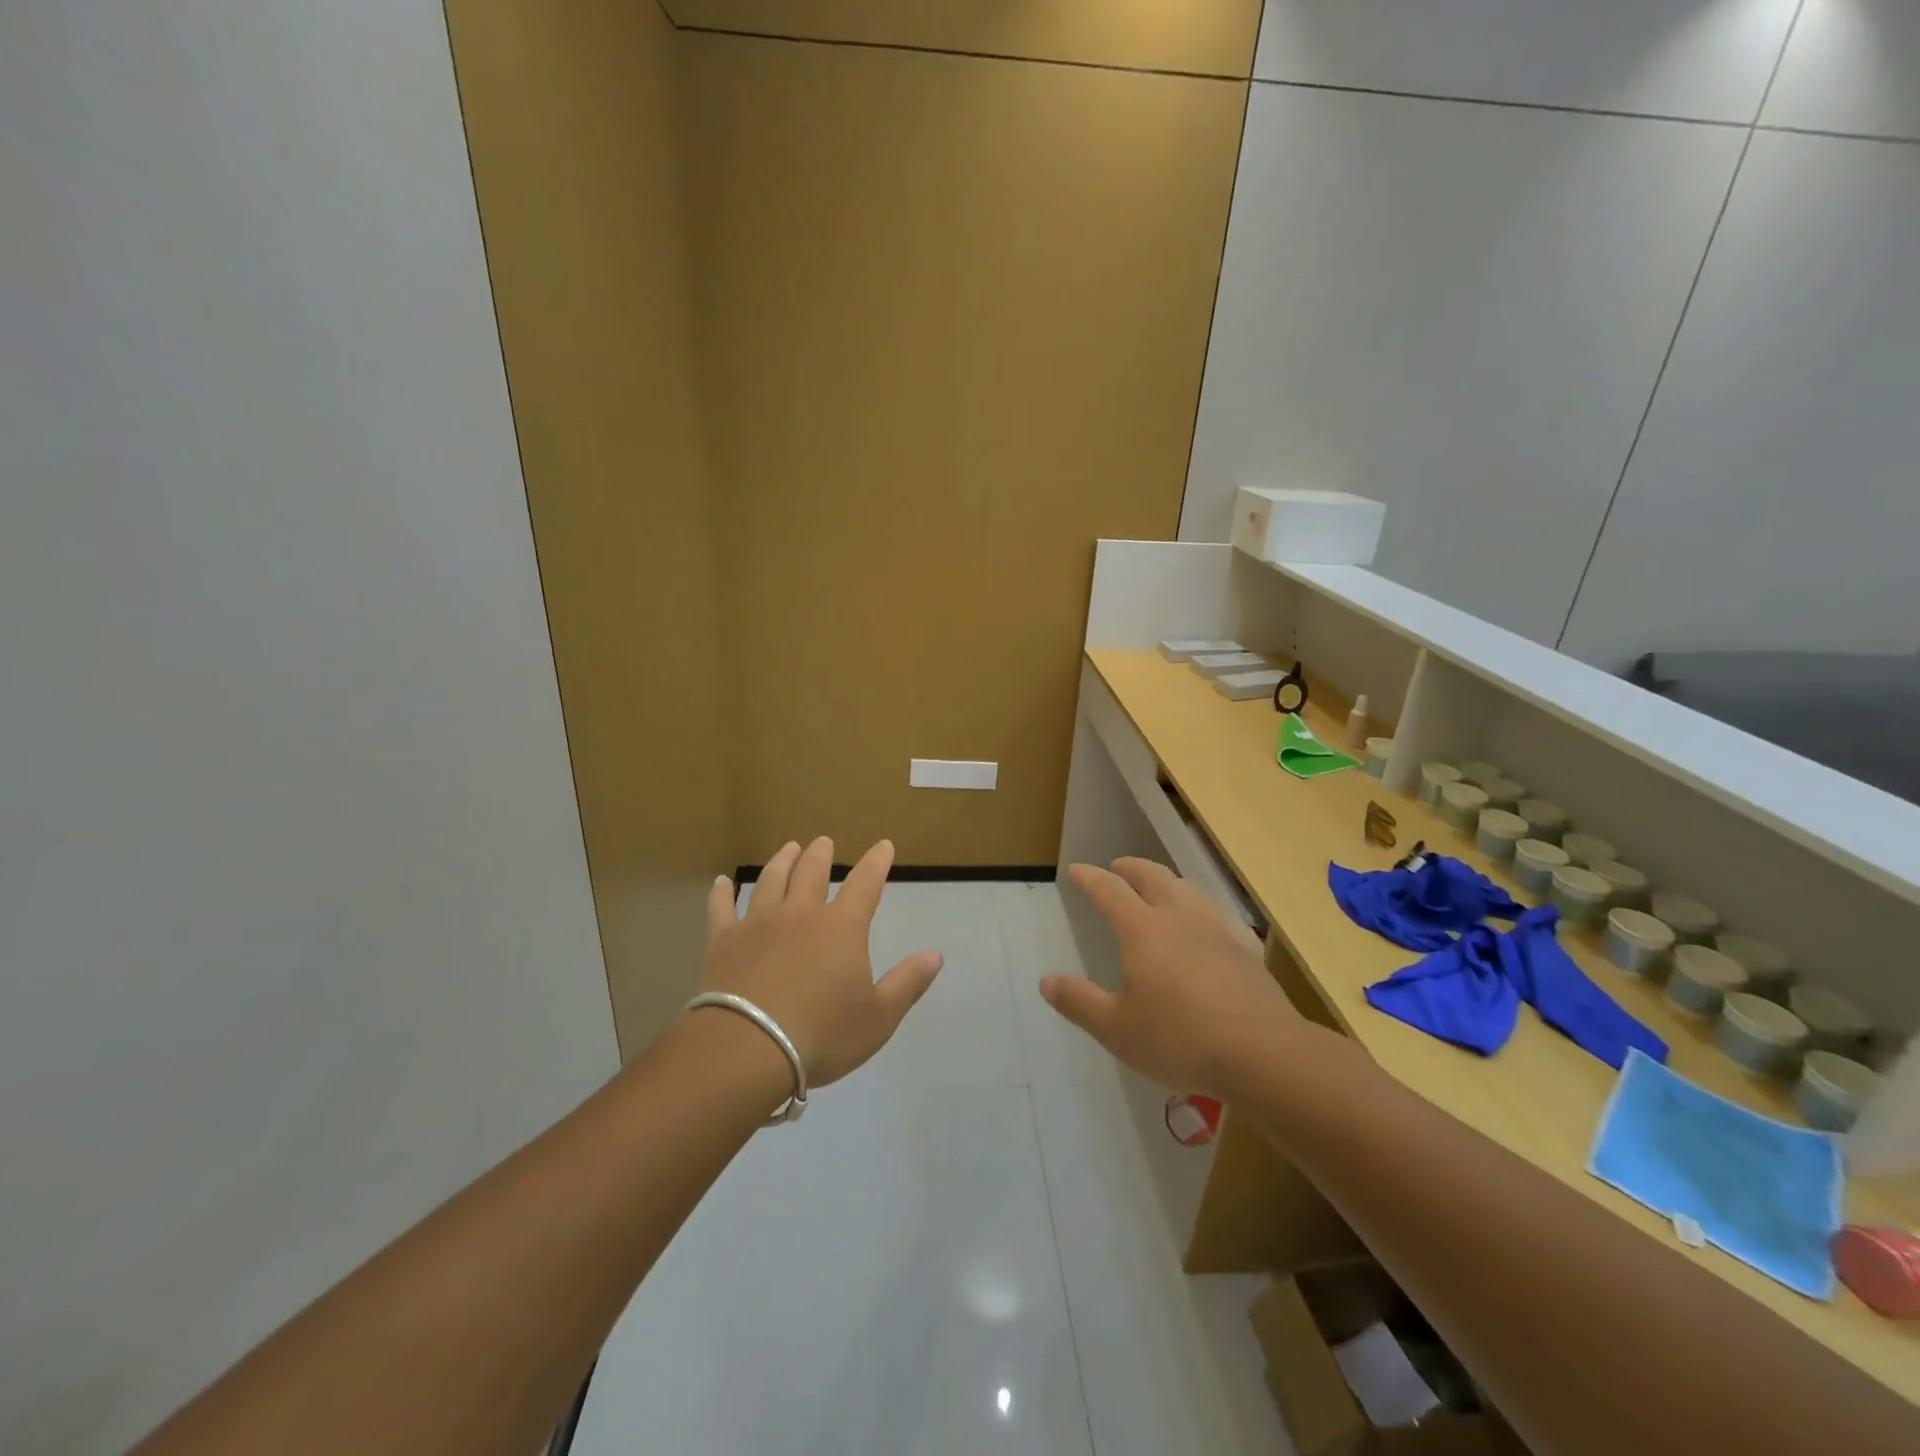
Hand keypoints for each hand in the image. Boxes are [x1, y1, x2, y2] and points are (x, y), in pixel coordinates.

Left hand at [700, 837, 942, 1086]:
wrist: (747, 1049)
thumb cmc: (822, 1034)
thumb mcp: (879, 1017)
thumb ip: (908, 983)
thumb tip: (936, 954)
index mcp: (842, 927)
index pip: (865, 884)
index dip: (876, 862)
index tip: (883, 845)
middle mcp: (801, 914)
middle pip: (812, 873)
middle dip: (821, 854)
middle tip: (823, 842)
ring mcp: (758, 923)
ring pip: (771, 881)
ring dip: (782, 861)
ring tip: (789, 848)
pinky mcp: (723, 941)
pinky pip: (722, 909)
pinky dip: (722, 893)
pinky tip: (721, 882)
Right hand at [1042, 858, 1302, 1098]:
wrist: (1262, 1053)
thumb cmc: (1180, 1039)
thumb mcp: (1117, 1029)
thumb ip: (1079, 1002)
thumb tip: (1047, 981)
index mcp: (1143, 930)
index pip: (1110, 891)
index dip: (1091, 878)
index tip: (1077, 870)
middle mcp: (1179, 917)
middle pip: (1153, 877)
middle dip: (1131, 868)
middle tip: (1118, 866)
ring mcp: (1217, 930)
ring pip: (1188, 889)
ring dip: (1167, 880)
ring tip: (1160, 886)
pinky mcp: (1246, 949)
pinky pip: (1218, 913)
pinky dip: (1201, 907)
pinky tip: (1207, 923)